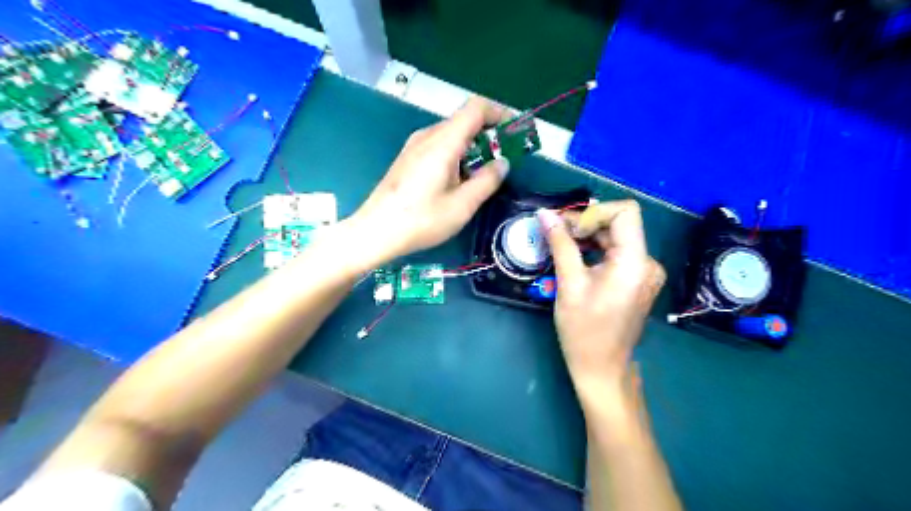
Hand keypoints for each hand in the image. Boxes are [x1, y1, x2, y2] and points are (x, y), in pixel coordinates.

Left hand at [350, 98, 510, 269]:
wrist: (375, 232)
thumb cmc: (421, 220)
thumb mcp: (462, 205)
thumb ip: (487, 181)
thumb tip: (502, 163)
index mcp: (443, 142)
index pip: (475, 108)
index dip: (498, 113)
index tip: (513, 131)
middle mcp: (427, 136)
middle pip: (463, 121)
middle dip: (488, 135)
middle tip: (503, 159)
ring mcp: (414, 146)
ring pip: (451, 135)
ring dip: (472, 147)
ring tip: (482, 174)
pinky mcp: (407, 159)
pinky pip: (438, 146)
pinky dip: (456, 155)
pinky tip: (457, 181)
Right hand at [535, 202, 667, 396]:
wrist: (602, 369)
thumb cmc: (583, 331)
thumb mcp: (568, 284)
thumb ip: (560, 244)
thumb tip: (545, 214)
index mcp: (635, 262)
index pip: (625, 211)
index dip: (594, 212)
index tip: (567, 229)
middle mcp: (647, 262)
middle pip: (619, 223)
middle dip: (585, 224)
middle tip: (554, 234)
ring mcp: (644, 272)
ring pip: (616, 237)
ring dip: (587, 237)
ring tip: (560, 246)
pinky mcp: (637, 280)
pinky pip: (616, 253)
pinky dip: (595, 250)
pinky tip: (574, 258)